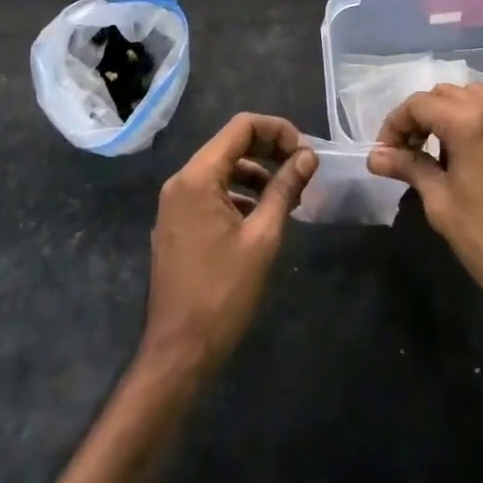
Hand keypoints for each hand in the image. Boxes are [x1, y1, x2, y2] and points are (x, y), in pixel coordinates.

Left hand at [143, 113, 317, 375]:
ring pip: (221, 168)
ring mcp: (175, 204)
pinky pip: (210, 192)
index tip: (304, 153)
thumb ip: (285, 188)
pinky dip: (238, 193)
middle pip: (230, 144)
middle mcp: (181, 181)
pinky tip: (261, 216)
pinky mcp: (176, 225)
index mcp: (197, 177)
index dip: (277, 130)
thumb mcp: (263, 238)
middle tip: (302, 170)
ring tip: (288, 195)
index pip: (242, 127)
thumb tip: (307, 155)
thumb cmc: (223, 294)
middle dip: (269, 150)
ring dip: (256, 173)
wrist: (178, 355)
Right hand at [368, 83, 482, 332]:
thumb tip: (375, 157)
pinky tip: (470, 158)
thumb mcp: (440, 203)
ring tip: (438, 151)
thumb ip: (408, 167)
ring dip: (450, 114)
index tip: (385, 152)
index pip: (420, 104)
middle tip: (407, 150)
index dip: (395, 124)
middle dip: (421, 116)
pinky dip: (477, 123)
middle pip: (446, 94)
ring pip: (475, 97)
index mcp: (470, 123)